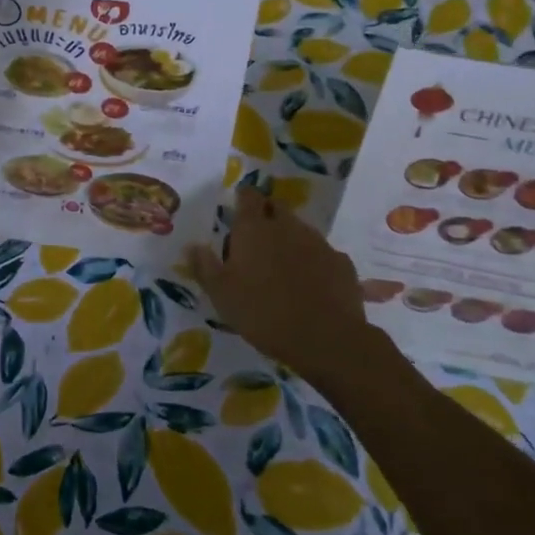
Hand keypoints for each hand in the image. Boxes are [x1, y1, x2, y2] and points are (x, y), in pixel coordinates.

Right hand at [187, 186, 372, 384]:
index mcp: (253, 229)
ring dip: (290, 239)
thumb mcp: (221, 295)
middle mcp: (286, 226)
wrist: (326, 339)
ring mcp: (318, 242)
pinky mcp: (341, 262)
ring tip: (283, 265)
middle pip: (276, 206)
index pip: (248, 195)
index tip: (238, 208)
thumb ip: (204, 266)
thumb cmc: (263, 313)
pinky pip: (323, 254)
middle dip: (267, 214)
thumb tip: (192, 246)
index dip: (243, 198)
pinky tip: (312, 284)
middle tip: (257, 239)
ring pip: (300, 229)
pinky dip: (315, 262)